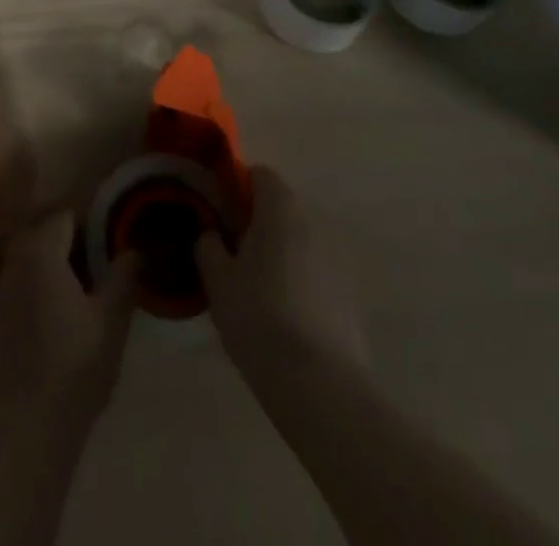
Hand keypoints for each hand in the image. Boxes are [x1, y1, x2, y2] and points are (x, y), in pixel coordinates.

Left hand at [0, 211, 136, 426]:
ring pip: (32, 256)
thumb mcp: (111, 320)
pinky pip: (22, 281)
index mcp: (41, 250)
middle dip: (73, 238)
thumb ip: (123, 277)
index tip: (114, 232)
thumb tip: (135, 250)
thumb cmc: (74, 366)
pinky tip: (62, 308)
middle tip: (103, 257)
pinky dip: (41, 282)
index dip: (91, 220)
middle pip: (45, 232)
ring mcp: (1, 288)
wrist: (26, 426)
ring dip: (56, 261)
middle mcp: (15, 260)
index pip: (66, 215)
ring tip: (87, 283)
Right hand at [195, 165, 366, 375]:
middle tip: (232, 252)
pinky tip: (283, 315)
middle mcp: (313, 223)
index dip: (237, 186)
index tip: (219, 213)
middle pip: (280, 207)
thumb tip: (211, 234)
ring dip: (279, 251)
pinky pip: (315, 271)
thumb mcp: (217, 280)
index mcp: (280, 209)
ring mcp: (336, 258)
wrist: (320, 385)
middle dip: (256, 221)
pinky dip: (299, 279)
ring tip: (256, 288)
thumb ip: (208, 246)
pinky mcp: (349, 294)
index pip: (259, 174)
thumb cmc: (259, 318)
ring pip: (299, 240)